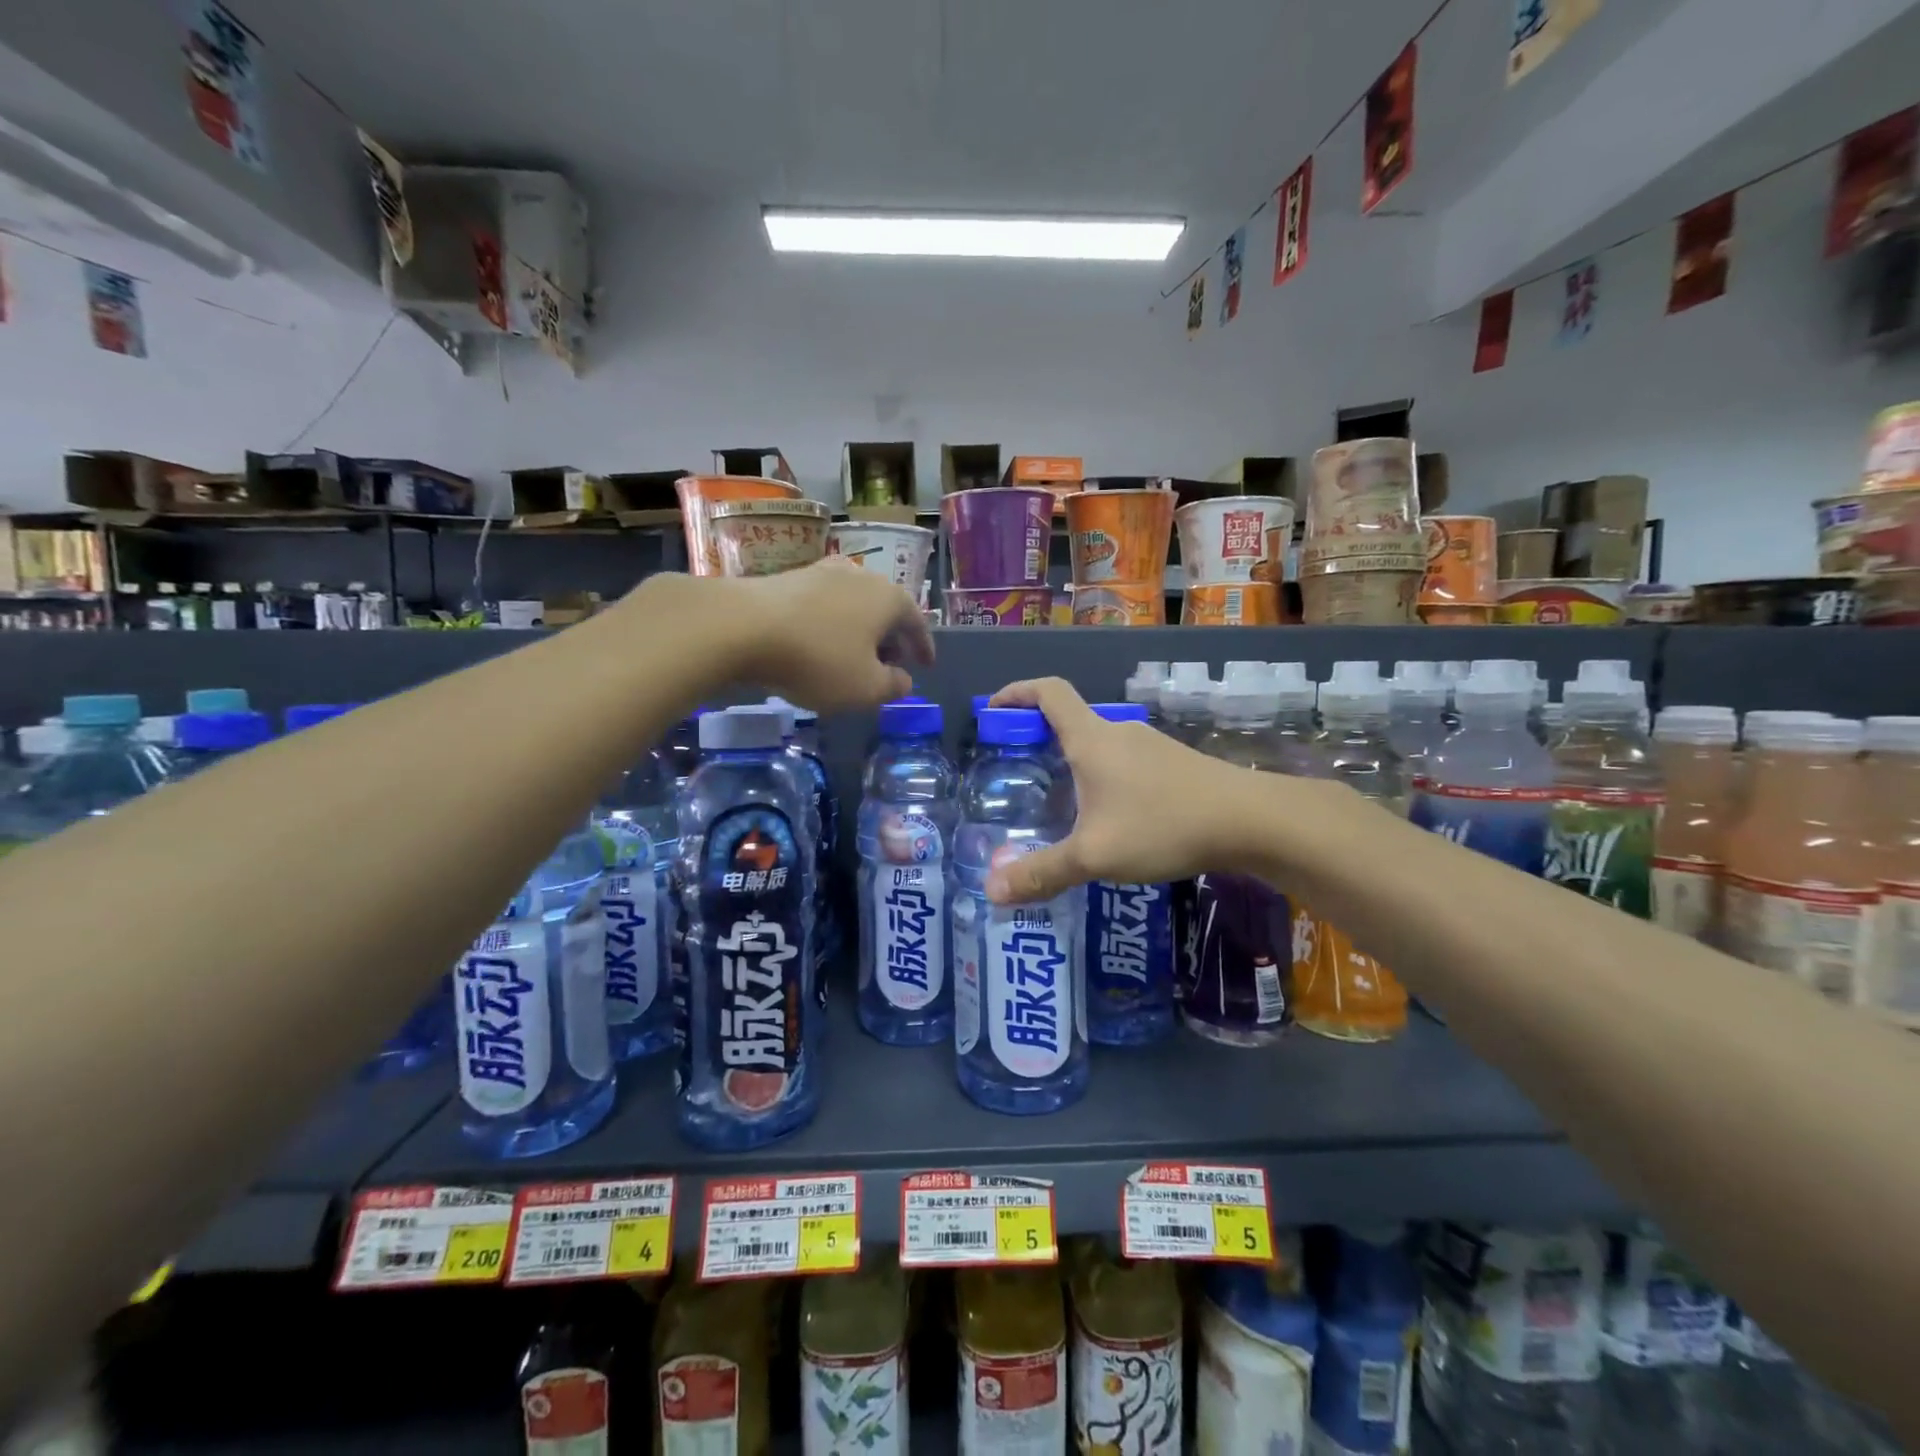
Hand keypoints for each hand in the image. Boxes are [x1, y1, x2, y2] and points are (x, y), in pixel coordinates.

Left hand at [707, 558, 933, 713]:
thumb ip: (892, 686)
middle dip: (891, 638)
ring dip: (860, 630)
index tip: (926, 666)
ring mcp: (823, 572)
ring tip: (854, 655)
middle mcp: (862, 576)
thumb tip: (904, 680)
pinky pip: (825, 605)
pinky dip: (831, 624)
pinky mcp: (790, 578)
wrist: (743, 626)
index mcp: (889, 598)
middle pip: (886, 609)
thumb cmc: (818, 659)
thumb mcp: (865, 688)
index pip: (917, 623)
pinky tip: (819, 643)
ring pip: (854, 604)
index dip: (924, 648)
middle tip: (890, 664)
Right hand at [983, 677, 1270, 902]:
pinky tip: (1111, 818)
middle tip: (1018, 771)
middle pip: (1070, 719)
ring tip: (1060, 803)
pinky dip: (1103, 777)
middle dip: (1038, 737)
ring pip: (1099, 744)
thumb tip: (992, 891)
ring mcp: (1150, 746)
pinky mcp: (1174, 764)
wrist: (1252, 821)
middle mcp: (1118, 732)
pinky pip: (1124, 762)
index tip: (992, 708)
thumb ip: (1042, 872)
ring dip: (1073, 761)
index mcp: (1091, 739)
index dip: (1016, 692)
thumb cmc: (1164, 825)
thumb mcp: (1095, 855)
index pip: (1048, 693)